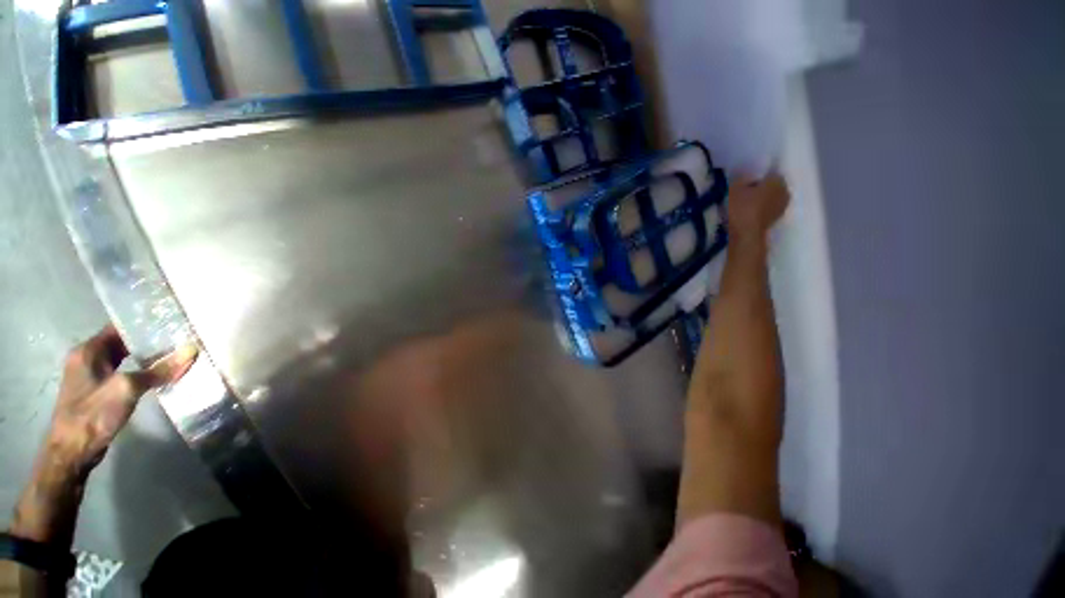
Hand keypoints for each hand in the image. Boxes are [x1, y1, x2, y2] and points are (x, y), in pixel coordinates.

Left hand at [9, 325, 196, 544]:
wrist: (72, 452)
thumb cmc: (93, 414)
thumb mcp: (127, 389)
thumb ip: (158, 371)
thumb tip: (192, 351)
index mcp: (88, 350)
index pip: (118, 327)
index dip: (143, 323)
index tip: (171, 321)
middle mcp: (87, 358)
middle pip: (122, 342)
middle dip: (148, 340)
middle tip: (179, 338)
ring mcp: (91, 377)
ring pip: (123, 359)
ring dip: (145, 357)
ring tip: (174, 354)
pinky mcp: (98, 392)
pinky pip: (123, 373)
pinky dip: (140, 372)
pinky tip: (157, 376)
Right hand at [726, 173, 790, 244]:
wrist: (746, 233)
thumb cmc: (742, 207)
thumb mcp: (735, 189)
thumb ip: (741, 179)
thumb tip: (746, 176)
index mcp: (777, 180)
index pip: (770, 173)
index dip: (757, 177)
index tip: (746, 182)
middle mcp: (784, 191)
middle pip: (772, 185)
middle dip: (762, 187)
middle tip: (746, 192)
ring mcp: (782, 206)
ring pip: (772, 197)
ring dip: (763, 199)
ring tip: (747, 204)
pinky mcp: (777, 218)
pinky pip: (769, 208)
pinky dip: (762, 209)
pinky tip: (750, 213)